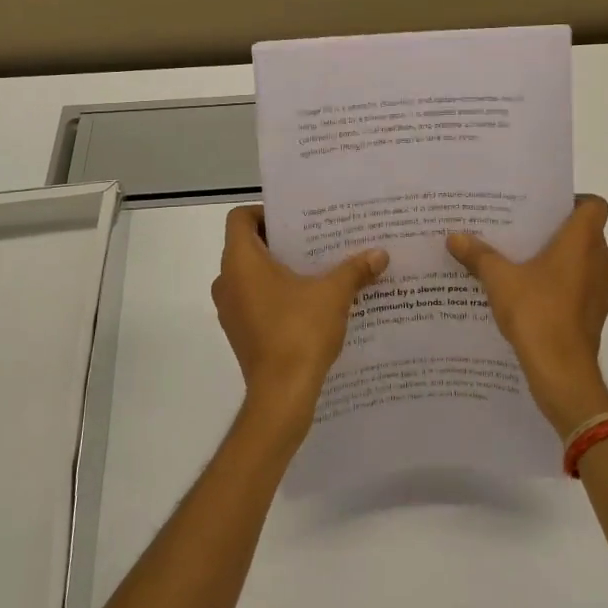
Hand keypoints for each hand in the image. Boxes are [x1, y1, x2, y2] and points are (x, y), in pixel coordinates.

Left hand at [212, 205, 387, 442]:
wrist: (282, 395)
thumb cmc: (300, 332)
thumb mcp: (334, 294)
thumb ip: (355, 269)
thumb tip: (381, 254)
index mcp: (240, 262)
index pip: (240, 219)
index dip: (265, 213)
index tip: (296, 220)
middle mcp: (227, 281)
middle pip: (247, 246)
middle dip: (280, 242)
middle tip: (315, 240)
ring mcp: (230, 310)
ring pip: (251, 276)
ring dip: (279, 270)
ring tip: (316, 270)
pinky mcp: (239, 332)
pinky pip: (254, 300)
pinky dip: (276, 295)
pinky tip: (309, 302)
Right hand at [448, 195, 607, 437]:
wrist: (562, 372)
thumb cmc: (537, 312)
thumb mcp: (499, 280)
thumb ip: (478, 255)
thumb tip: (454, 237)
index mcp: (583, 241)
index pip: (594, 205)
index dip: (573, 201)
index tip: (544, 208)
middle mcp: (600, 260)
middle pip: (586, 233)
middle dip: (556, 231)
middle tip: (521, 230)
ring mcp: (601, 290)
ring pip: (583, 262)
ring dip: (559, 260)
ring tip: (520, 261)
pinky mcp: (595, 314)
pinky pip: (580, 287)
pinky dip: (561, 285)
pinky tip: (529, 293)